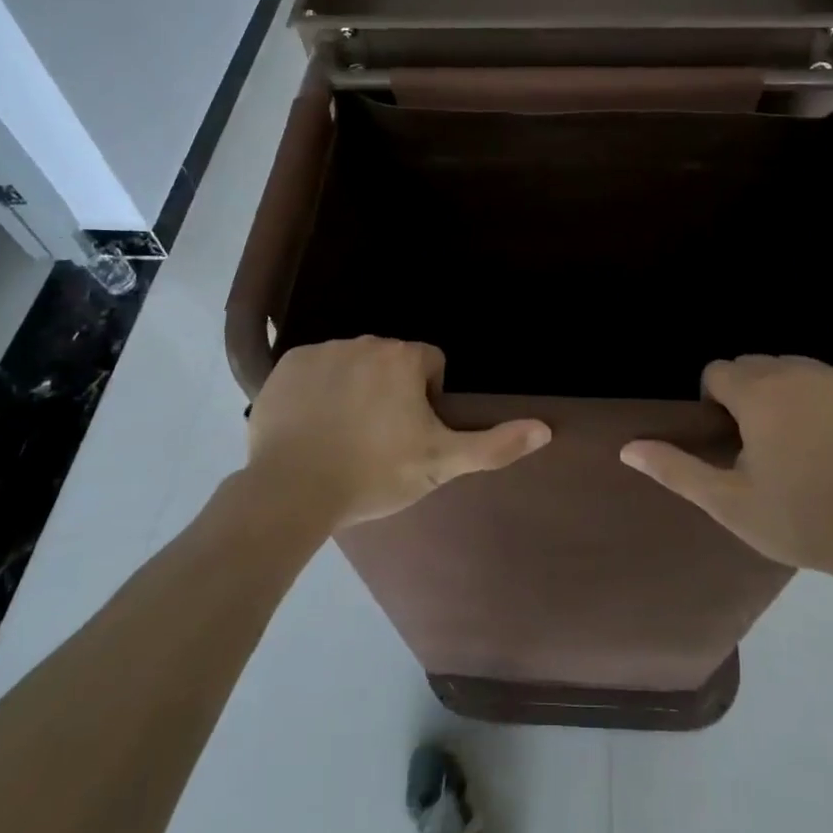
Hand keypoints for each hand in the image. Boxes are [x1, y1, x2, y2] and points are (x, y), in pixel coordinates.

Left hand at [244, 337, 550, 528]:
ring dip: (354, 388)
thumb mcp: (441, 464)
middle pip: (390, 361)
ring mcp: (323, 350)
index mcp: (404, 356)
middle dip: (390, 390)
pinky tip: (312, 424)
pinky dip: (317, 389)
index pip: (430, 365)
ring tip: (343, 434)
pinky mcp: (286, 364)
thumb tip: (546, 428)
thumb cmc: (374, 474)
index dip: (426, 399)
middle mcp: (366, 341)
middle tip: (378, 438)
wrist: (292, 491)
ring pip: (352, 363)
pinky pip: (313, 369)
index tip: (409, 433)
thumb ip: (495, 445)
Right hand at [621, 356, 832, 584]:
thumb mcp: (730, 503)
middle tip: (768, 445)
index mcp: (759, 393)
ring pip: (798, 370)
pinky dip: (831, 400)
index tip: (734, 440)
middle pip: (757, 366)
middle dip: (752, 395)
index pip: (718, 372)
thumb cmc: (802, 520)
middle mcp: (799, 371)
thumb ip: (676, 469)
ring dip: (791, 394)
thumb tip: (627, 447)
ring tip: (807, 442)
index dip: (717, 403)